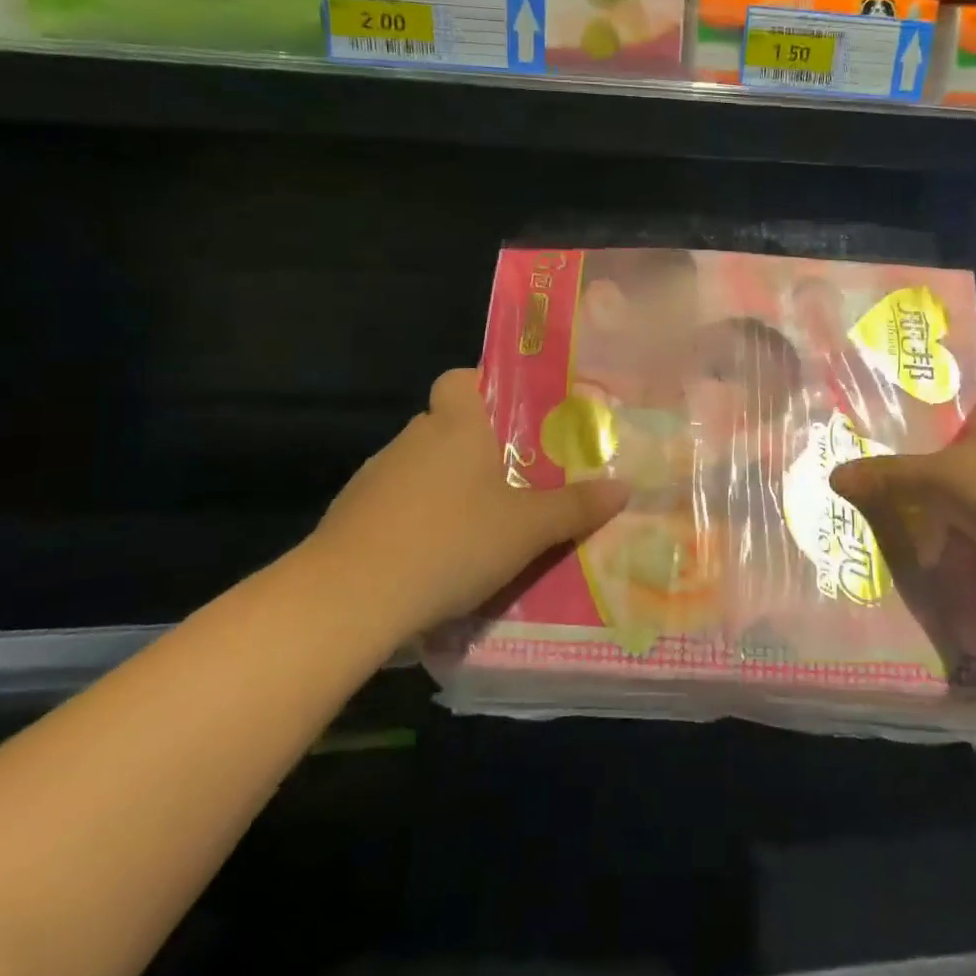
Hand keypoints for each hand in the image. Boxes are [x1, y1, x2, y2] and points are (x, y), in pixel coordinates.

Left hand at [305, 369, 628, 636]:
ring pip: (421, 465)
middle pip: (446, 424)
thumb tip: (624, 488)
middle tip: (514, 477)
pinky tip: (435, 554)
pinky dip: (416, 516)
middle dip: (477, 445)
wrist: (351, 596)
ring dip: (446, 484)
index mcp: (456, 425)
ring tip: (479, 523)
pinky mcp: (351, 513)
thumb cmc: (452, 542)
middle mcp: (413, 438)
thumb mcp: (528, 530)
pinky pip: (396, 501)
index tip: (513, 415)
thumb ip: (576, 507)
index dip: (484, 386)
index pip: (461, 379)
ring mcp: (376, 475)